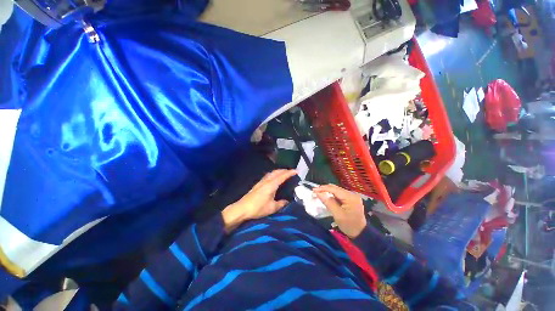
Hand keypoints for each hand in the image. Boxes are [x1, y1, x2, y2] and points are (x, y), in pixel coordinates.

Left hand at [222, 169, 296, 232]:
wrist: (242, 208)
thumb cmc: (258, 208)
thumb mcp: (272, 208)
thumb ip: (281, 204)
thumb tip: (287, 201)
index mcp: (271, 185)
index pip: (283, 176)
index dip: (290, 173)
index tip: (297, 171)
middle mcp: (267, 181)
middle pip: (277, 172)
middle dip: (285, 170)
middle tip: (291, 172)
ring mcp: (261, 181)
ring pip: (272, 173)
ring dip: (279, 171)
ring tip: (284, 173)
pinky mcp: (258, 184)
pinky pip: (268, 175)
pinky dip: (274, 174)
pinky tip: (274, 178)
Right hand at [313, 184, 366, 237]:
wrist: (360, 233)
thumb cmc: (349, 225)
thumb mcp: (337, 214)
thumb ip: (328, 202)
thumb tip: (318, 193)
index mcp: (350, 197)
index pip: (334, 189)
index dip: (323, 188)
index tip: (314, 190)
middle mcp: (352, 194)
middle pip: (336, 188)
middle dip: (324, 189)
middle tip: (315, 191)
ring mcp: (352, 196)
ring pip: (337, 190)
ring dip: (328, 191)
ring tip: (319, 193)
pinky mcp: (351, 199)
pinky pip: (339, 194)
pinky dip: (332, 194)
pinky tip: (327, 196)